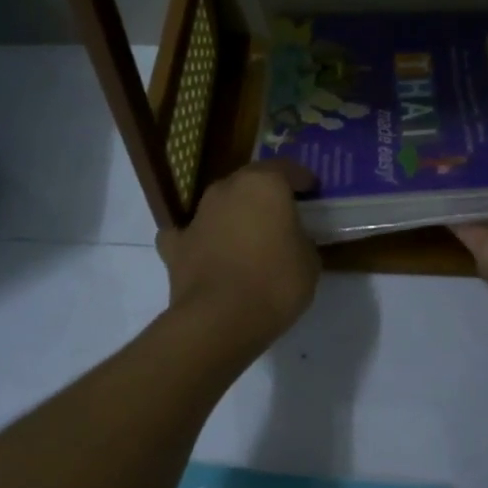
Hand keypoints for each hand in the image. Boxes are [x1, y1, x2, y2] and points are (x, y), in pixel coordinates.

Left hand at [157, 161, 321, 352]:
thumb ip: (300, 239)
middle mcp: (227, 189)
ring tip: (247, 237)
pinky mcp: (175, 245)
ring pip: (219, 204)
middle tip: (281, 214)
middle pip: (250, 182)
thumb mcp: (309, 261)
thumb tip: (290, 239)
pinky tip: (205, 252)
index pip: (287, 169)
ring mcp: (197, 216)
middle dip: (265, 195)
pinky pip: (187, 234)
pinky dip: (197, 240)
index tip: (312, 190)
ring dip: (232, 215)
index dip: (302, 178)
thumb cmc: (275, 283)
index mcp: (264, 184)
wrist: (220, 318)